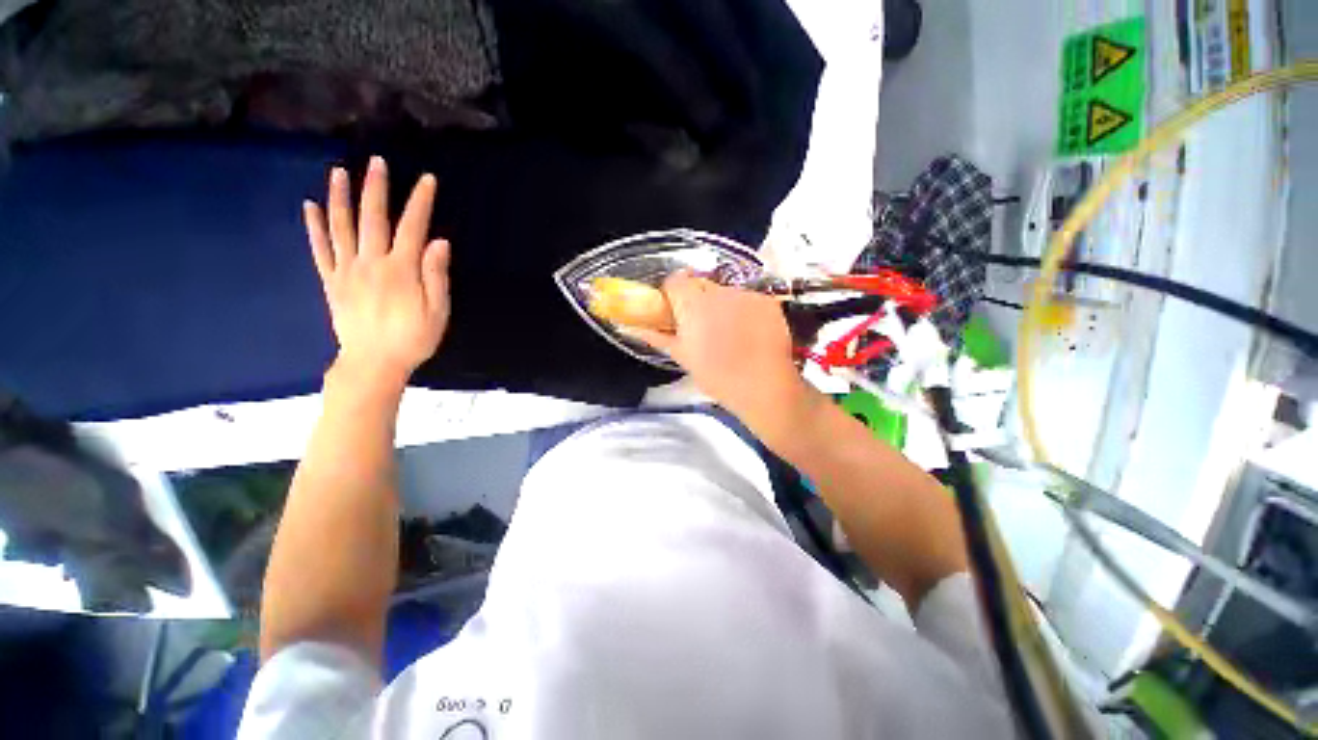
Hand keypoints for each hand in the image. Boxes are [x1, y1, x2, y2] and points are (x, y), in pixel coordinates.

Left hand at [303, 157, 450, 387]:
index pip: (412, 227)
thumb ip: (437, 276)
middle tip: (377, 162)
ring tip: (339, 172)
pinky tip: (311, 206)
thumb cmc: (413, 339)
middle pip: (373, 219)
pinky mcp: (331, 281)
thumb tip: (439, 242)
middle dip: (376, 188)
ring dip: (340, 197)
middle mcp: (371, 263)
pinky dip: (314, 226)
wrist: (373, 363)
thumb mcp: (438, 312)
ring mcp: (346, 270)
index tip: (427, 180)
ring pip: (341, 227)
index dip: (420, 202)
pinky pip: (320, 249)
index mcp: (401, 270)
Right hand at [627, 273, 813, 432]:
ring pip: (726, 291)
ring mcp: (745, 294)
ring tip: (730, 331)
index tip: (675, 310)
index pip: (675, 280)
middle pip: (700, 283)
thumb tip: (633, 328)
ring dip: (722, 304)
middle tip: (701, 324)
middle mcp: (718, 292)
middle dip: (697, 298)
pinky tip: (750, 331)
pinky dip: (745, 309)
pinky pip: (748, 298)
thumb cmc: (716, 375)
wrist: (763, 385)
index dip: (673, 293)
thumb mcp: (683, 357)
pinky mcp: (766, 300)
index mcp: (692, 305)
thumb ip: (658, 337)